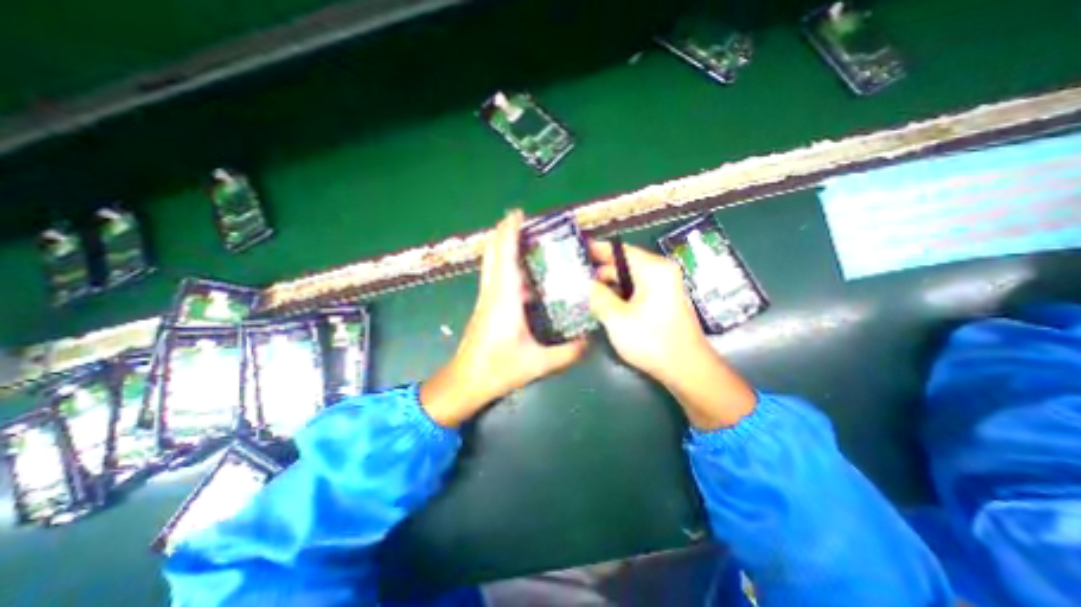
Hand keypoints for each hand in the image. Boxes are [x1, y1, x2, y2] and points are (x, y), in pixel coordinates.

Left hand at [421, 211, 587, 425]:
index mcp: (504, 298)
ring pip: (492, 263)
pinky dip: (506, 265)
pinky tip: (526, 274)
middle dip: (504, 232)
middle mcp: (493, 292)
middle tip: (525, 222)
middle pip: (493, 253)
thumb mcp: (537, 363)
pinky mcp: (487, 307)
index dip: (510, 231)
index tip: (518, 212)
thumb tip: (589, 341)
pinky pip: (496, 277)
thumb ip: (567, 352)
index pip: (505, 255)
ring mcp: (487, 299)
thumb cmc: (497, 369)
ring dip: (504, 247)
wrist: (465, 382)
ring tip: (527, 241)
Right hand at [589, 239, 754, 428]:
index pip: (619, 250)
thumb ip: (597, 296)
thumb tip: (584, 283)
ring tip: (583, 291)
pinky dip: (619, 294)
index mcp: (653, 269)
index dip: (596, 250)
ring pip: (628, 279)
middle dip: (599, 271)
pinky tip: (602, 303)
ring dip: (607, 285)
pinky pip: (635, 290)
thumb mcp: (617, 319)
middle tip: (574, 277)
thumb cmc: (652, 341)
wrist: (686, 369)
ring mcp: (663, 287)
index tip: (576, 251)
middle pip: (623, 264)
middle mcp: (660, 272)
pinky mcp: (662, 301)